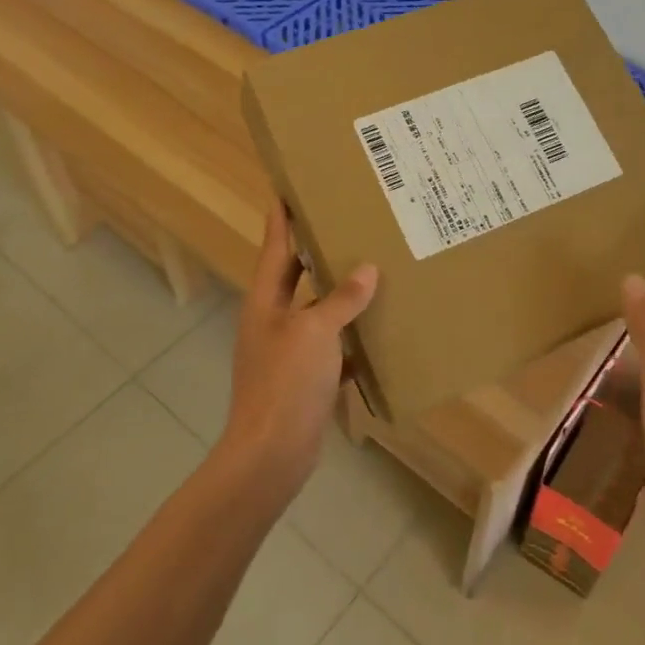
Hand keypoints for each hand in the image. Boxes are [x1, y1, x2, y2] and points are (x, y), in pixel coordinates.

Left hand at [223, 203, 377, 497]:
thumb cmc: (286, 383)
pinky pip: (332, 346)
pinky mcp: (305, 379)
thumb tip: (367, 270)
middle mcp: (273, 321)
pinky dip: (351, 337)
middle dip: (314, 251)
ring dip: (339, 294)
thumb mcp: (315, 332)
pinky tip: (379, 329)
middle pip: (295, 276)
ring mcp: (288, 352)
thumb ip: (341, 300)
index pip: (275, 249)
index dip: (280, 220)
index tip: (287, 189)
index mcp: (265, 303)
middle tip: (343, 223)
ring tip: (371, 269)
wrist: (271, 455)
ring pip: (317, 311)